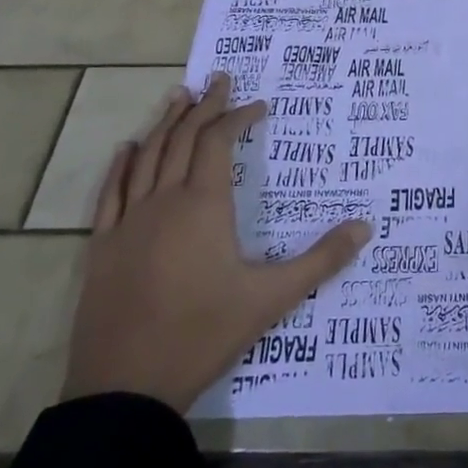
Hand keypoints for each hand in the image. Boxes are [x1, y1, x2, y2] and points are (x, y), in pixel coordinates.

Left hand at [62, 73, 371, 415]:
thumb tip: (366, 227)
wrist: (125, 389)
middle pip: (183, 139)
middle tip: (219, 79)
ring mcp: (128, 222)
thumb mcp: (272, 298)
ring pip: (147, 157)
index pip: (220, 142)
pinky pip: (111, 193)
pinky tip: (128, 148)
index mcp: (204, 206)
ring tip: (178, 95)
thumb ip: (321, 260)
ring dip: (165, 123)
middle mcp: (164, 201)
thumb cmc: (203, 334)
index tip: (258, 105)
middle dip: (204, 107)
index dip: (238, 117)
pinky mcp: (102, 247)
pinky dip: (122, 165)